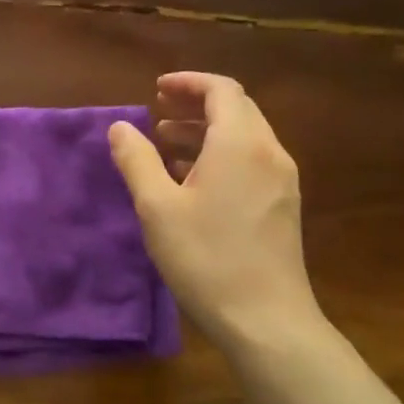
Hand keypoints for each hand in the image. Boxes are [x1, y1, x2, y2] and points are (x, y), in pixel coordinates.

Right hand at [108, 72, 325, 352]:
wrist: (266, 320)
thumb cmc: (206, 259)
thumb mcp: (157, 208)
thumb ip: (137, 160)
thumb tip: (120, 126)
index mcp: (240, 144)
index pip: (221, 90)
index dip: (188, 83)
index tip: (156, 89)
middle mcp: (269, 153)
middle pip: (237, 109)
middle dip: (196, 104)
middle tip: (158, 111)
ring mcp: (282, 181)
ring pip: (245, 137)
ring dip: (206, 131)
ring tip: (166, 144)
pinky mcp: (283, 206)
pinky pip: (251, 162)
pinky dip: (220, 155)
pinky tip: (192, 180)